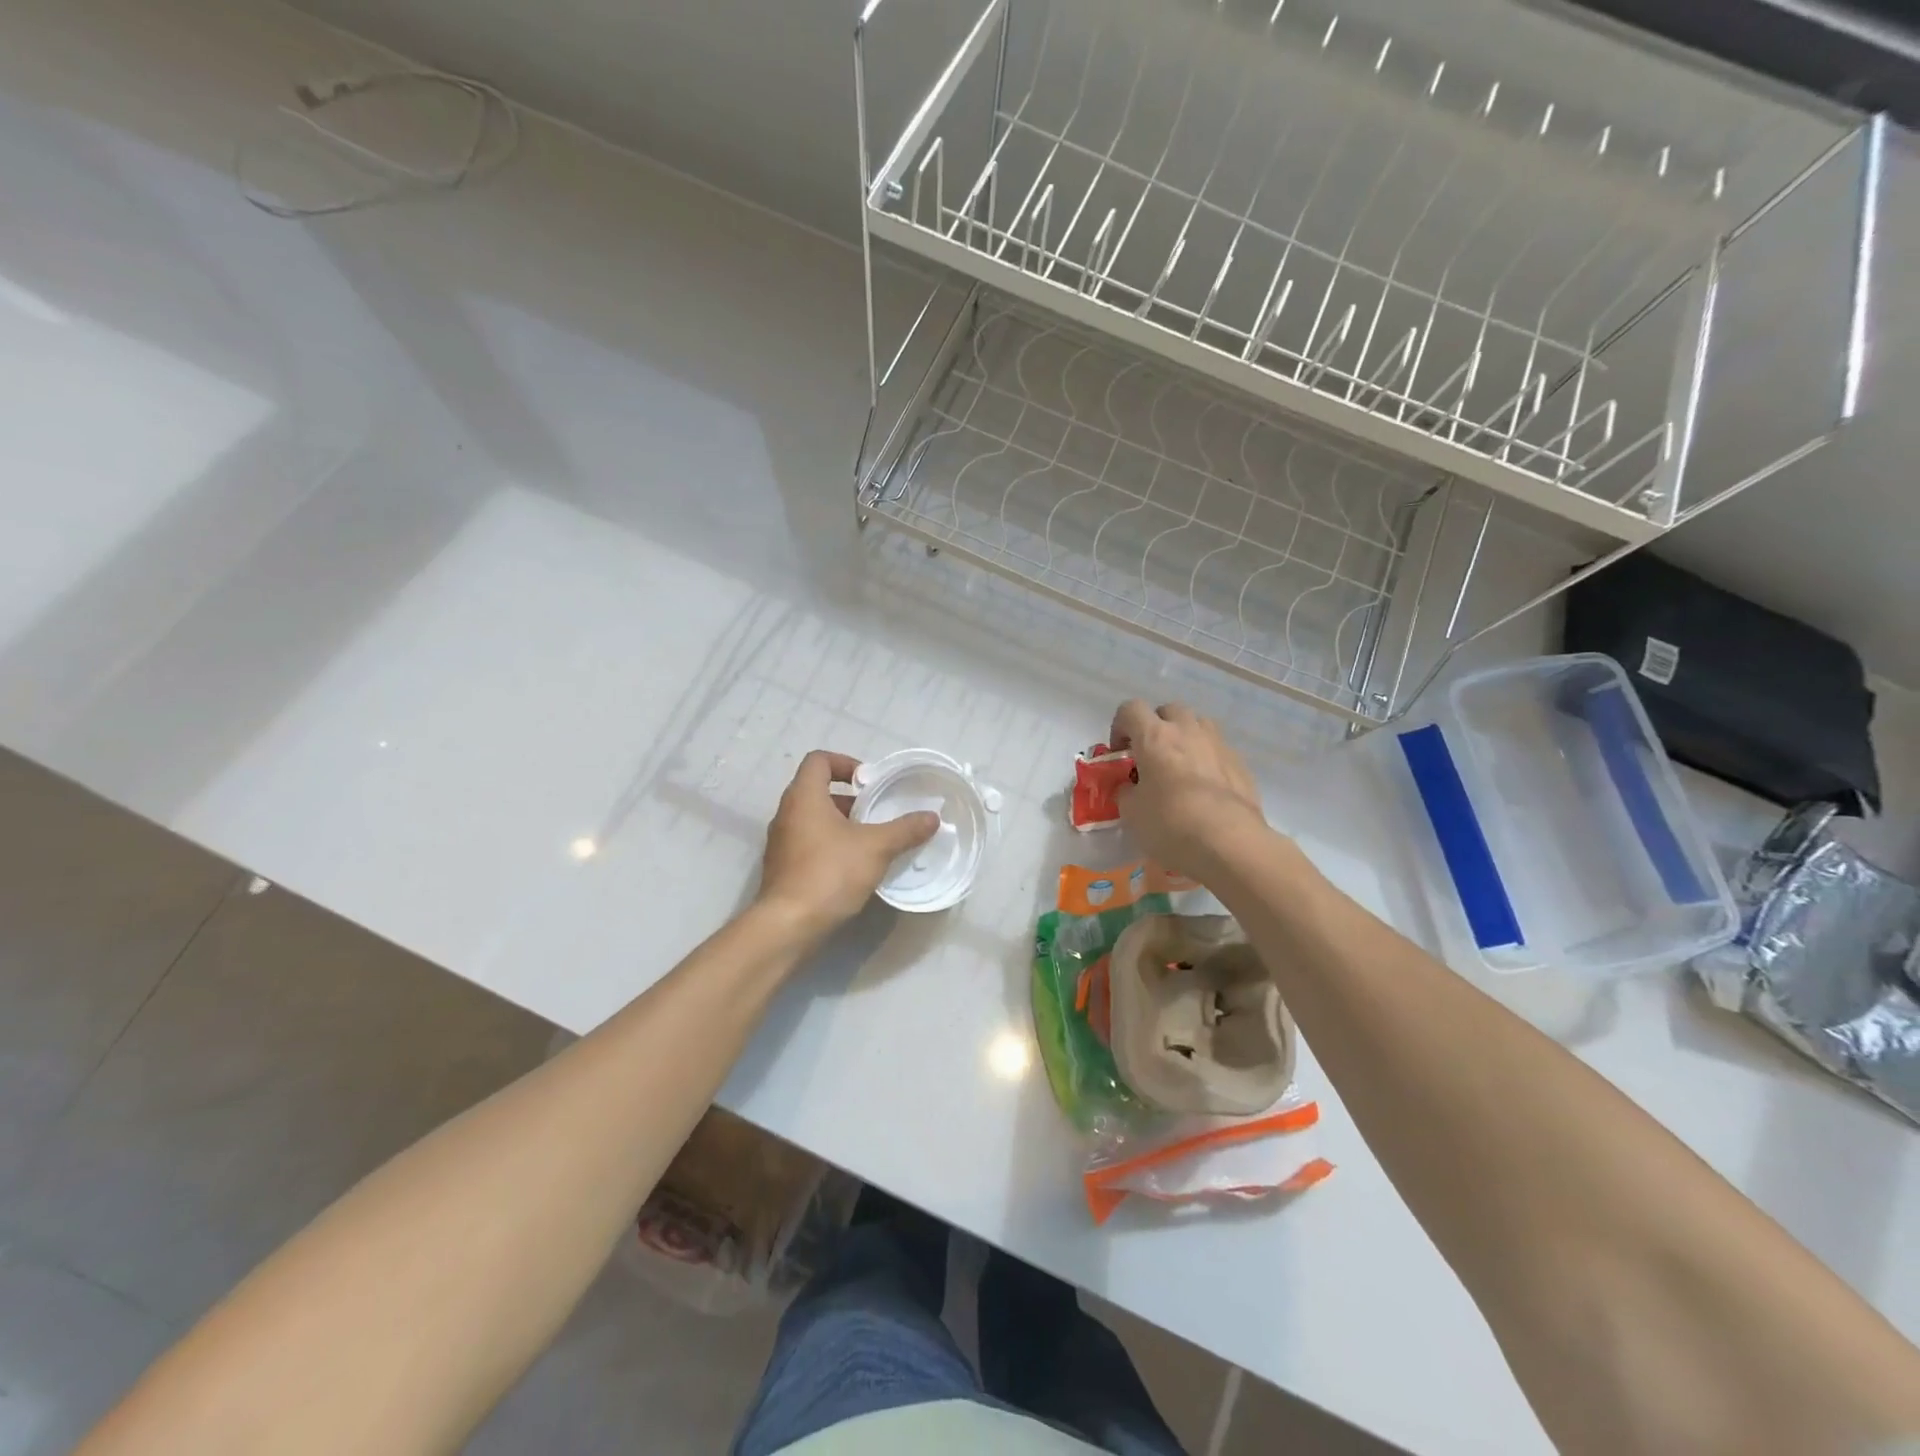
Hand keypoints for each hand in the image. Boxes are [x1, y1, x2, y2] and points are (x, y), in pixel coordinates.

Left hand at [758, 751, 939, 940]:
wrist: (788, 925)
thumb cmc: (830, 873)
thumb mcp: (876, 848)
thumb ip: (905, 829)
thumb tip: (932, 817)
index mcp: (803, 797)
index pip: (818, 760)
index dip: (845, 762)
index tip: (869, 782)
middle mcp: (786, 814)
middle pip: (817, 790)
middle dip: (850, 799)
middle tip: (877, 812)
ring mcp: (781, 843)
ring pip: (813, 820)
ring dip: (841, 824)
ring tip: (871, 841)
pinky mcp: (782, 868)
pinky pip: (808, 844)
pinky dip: (830, 846)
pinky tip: (854, 867)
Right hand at [1110, 700, 1267, 874]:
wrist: (1229, 843)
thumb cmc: (1170, 824)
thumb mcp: (1131, 812)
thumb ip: (1127, 791)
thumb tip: (1131, 787)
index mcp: (1154, 736)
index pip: (1130, 709)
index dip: (1120, 727)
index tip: (1119, 754)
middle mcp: (1187, 730)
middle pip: (1168, 710)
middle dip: (1156, 727)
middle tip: (1150, 757)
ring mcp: (1218, 744)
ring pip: (1198, 724)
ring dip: (1185, 737)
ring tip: (1180, 767)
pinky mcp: (1241, 764)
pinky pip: (1218, 750)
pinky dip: (1207, 760)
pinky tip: (1205, 789)